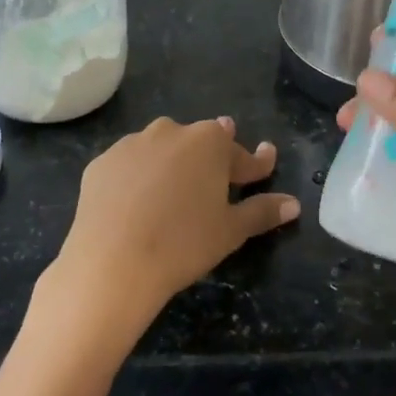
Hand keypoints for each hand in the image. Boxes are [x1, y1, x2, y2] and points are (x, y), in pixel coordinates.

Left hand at [46, 117, 299, 339]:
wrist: (110, 265)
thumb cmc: (182, 244)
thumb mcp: (230, 231)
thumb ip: (262, 211)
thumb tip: (294, 204)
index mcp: (210, 142)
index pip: (242, 154)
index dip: (256, 165)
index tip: (265, 164)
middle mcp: (172, 130)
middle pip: (200, 143)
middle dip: (211, 159)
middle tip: (215, 184)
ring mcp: (132, 143)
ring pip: (162, 149)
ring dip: (172, 165)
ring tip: (172, 195)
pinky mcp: (101, 162)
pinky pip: (129, 165)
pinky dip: (137, 178)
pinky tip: (136, 204)